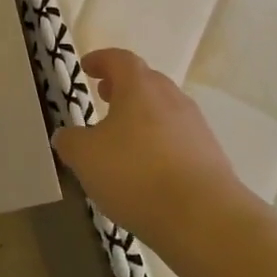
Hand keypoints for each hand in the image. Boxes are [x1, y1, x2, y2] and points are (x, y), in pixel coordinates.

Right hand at [51, 49, 243, 237]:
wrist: (203, 217)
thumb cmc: (136, 174)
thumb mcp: (85, 157)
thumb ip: (70, 141)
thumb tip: (66, 136)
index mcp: (140, 87)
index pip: (120, 59)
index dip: (101, 60)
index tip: (86, 67)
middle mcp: (171, 98)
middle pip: (146, 81)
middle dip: (123, 86)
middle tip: (103, 96)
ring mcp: (195, 126)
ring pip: (164, 109)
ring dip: (142, 115)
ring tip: (122, 136)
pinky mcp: (210, 155)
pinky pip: (178, 138)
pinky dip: (158, 142)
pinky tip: (147, 168)